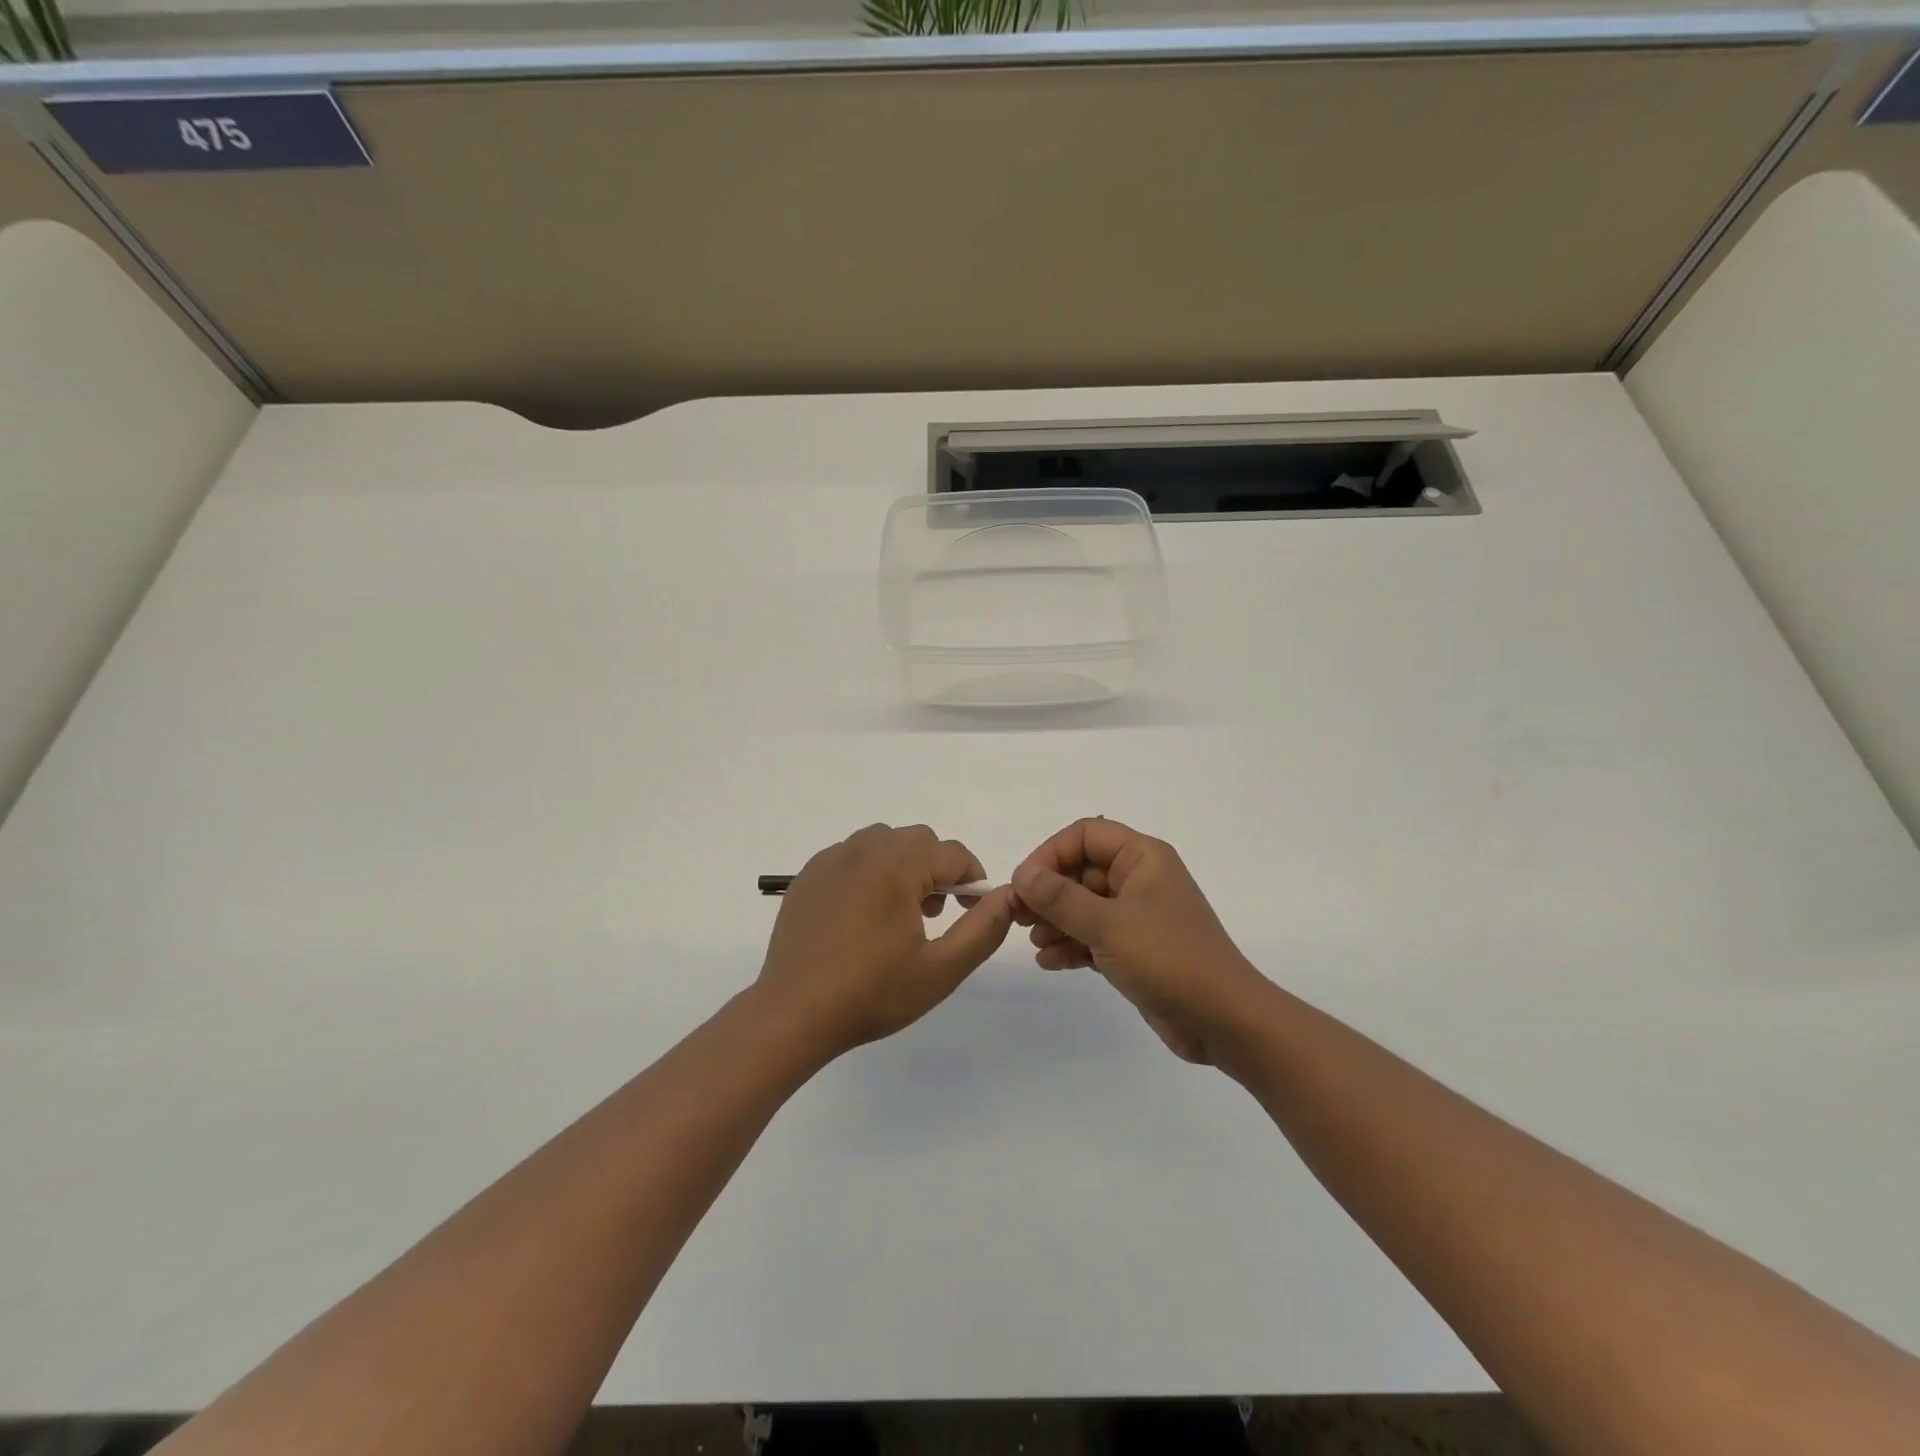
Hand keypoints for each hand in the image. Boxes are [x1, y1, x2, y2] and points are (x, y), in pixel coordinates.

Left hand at [755, 823, 1015, 1059]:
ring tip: (899, 912)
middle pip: (918, 840)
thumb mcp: (940, 970)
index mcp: (896, 867)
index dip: (972, 878)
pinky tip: (862, 915)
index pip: (952, 853)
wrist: (793, 1014)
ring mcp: (830, 861)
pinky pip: (851, 855)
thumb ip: (982, 929)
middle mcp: (862, 851)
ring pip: (883, 842)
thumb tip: (1008, 895)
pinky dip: (869, 871)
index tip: (971, 911)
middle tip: (934, 914)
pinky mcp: (807, 876)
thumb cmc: (871, 994)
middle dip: (937, 868)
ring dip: (903, 865)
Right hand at [1011, 818, 1268, 1063]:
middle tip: (1017, 917)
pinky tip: (1049, 962)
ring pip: (1084, 906)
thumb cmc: (1168, 959)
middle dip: (1048, 893)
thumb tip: (1022, 874)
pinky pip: (1094, 936)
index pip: (1085, 835)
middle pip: (1081, 871)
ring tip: (1035, 943)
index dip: (1051, 853)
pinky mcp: (1136, 949)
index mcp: (1142, 858)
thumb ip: (1060, 898)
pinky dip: (1072, 945)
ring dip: (1056, 921)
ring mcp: (1138, 916)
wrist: (1224, 1021)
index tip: (1025, 884)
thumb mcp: (1108, 924)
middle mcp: (1140, 879)